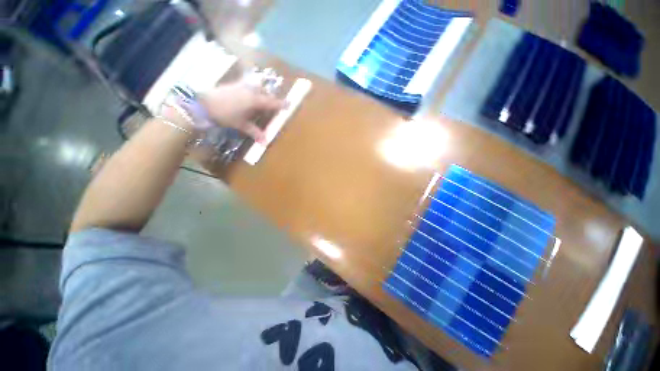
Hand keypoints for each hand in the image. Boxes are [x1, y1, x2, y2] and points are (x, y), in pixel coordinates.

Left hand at [199, 82, 286, 142]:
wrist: (203, 104)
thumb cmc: (225, 115)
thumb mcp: (241, 124)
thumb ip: (254, 131)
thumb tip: (265, 142)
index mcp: (255, 100)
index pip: (272, 102)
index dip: (281, 104)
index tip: (290, 104)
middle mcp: (250, 90)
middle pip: (265, 92)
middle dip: (271, 98)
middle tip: (274, 105)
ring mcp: (241, 86)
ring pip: (257, 87)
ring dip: (262, 92)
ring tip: (262, 100)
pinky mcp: (234, 84)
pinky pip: (248, 86)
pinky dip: (252, 90)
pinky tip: (249, 96)